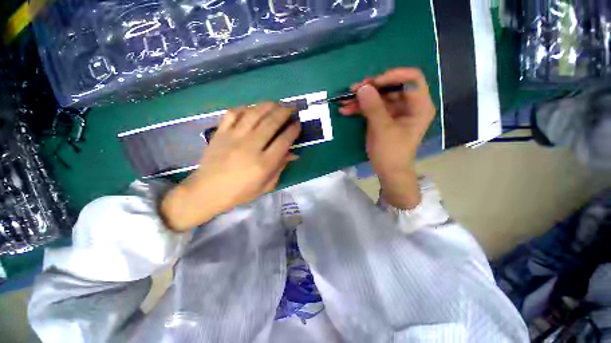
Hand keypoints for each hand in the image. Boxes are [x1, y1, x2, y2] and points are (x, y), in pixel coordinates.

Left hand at [161, 103, 300, 230]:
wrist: (208, 191)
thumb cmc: (240, 192)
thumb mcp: (266, 186)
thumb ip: (280, 168)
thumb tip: (293, 153)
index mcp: (264, 163)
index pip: (284, 140)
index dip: (293, 130)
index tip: (298, 124)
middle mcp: (251, 147)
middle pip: (271, 123)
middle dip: (284, 112)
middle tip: (291, 109)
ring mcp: (234, 137)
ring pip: (254, 114)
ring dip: (268, 106)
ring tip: (276, 104)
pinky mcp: (220, 133)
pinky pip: (233, 113)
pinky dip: (245, 108)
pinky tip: (252, 109)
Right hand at [340, 68, 435, 208]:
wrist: (388, 171)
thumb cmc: (391, 152)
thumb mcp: (383, 129)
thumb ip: (373, 107)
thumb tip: (362, 88)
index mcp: (419, 106)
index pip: (410, 79)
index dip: (392, 76)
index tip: (372, 84)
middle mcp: (408, 105)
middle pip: (390, 87)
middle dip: (371, 88)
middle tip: (353, 91)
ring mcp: (394, 111)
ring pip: (378, 97)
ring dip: (361, 98)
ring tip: (344, 101)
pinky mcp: (383, 118)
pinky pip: (371, 107)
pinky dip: (359, 108)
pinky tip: (346, 109)